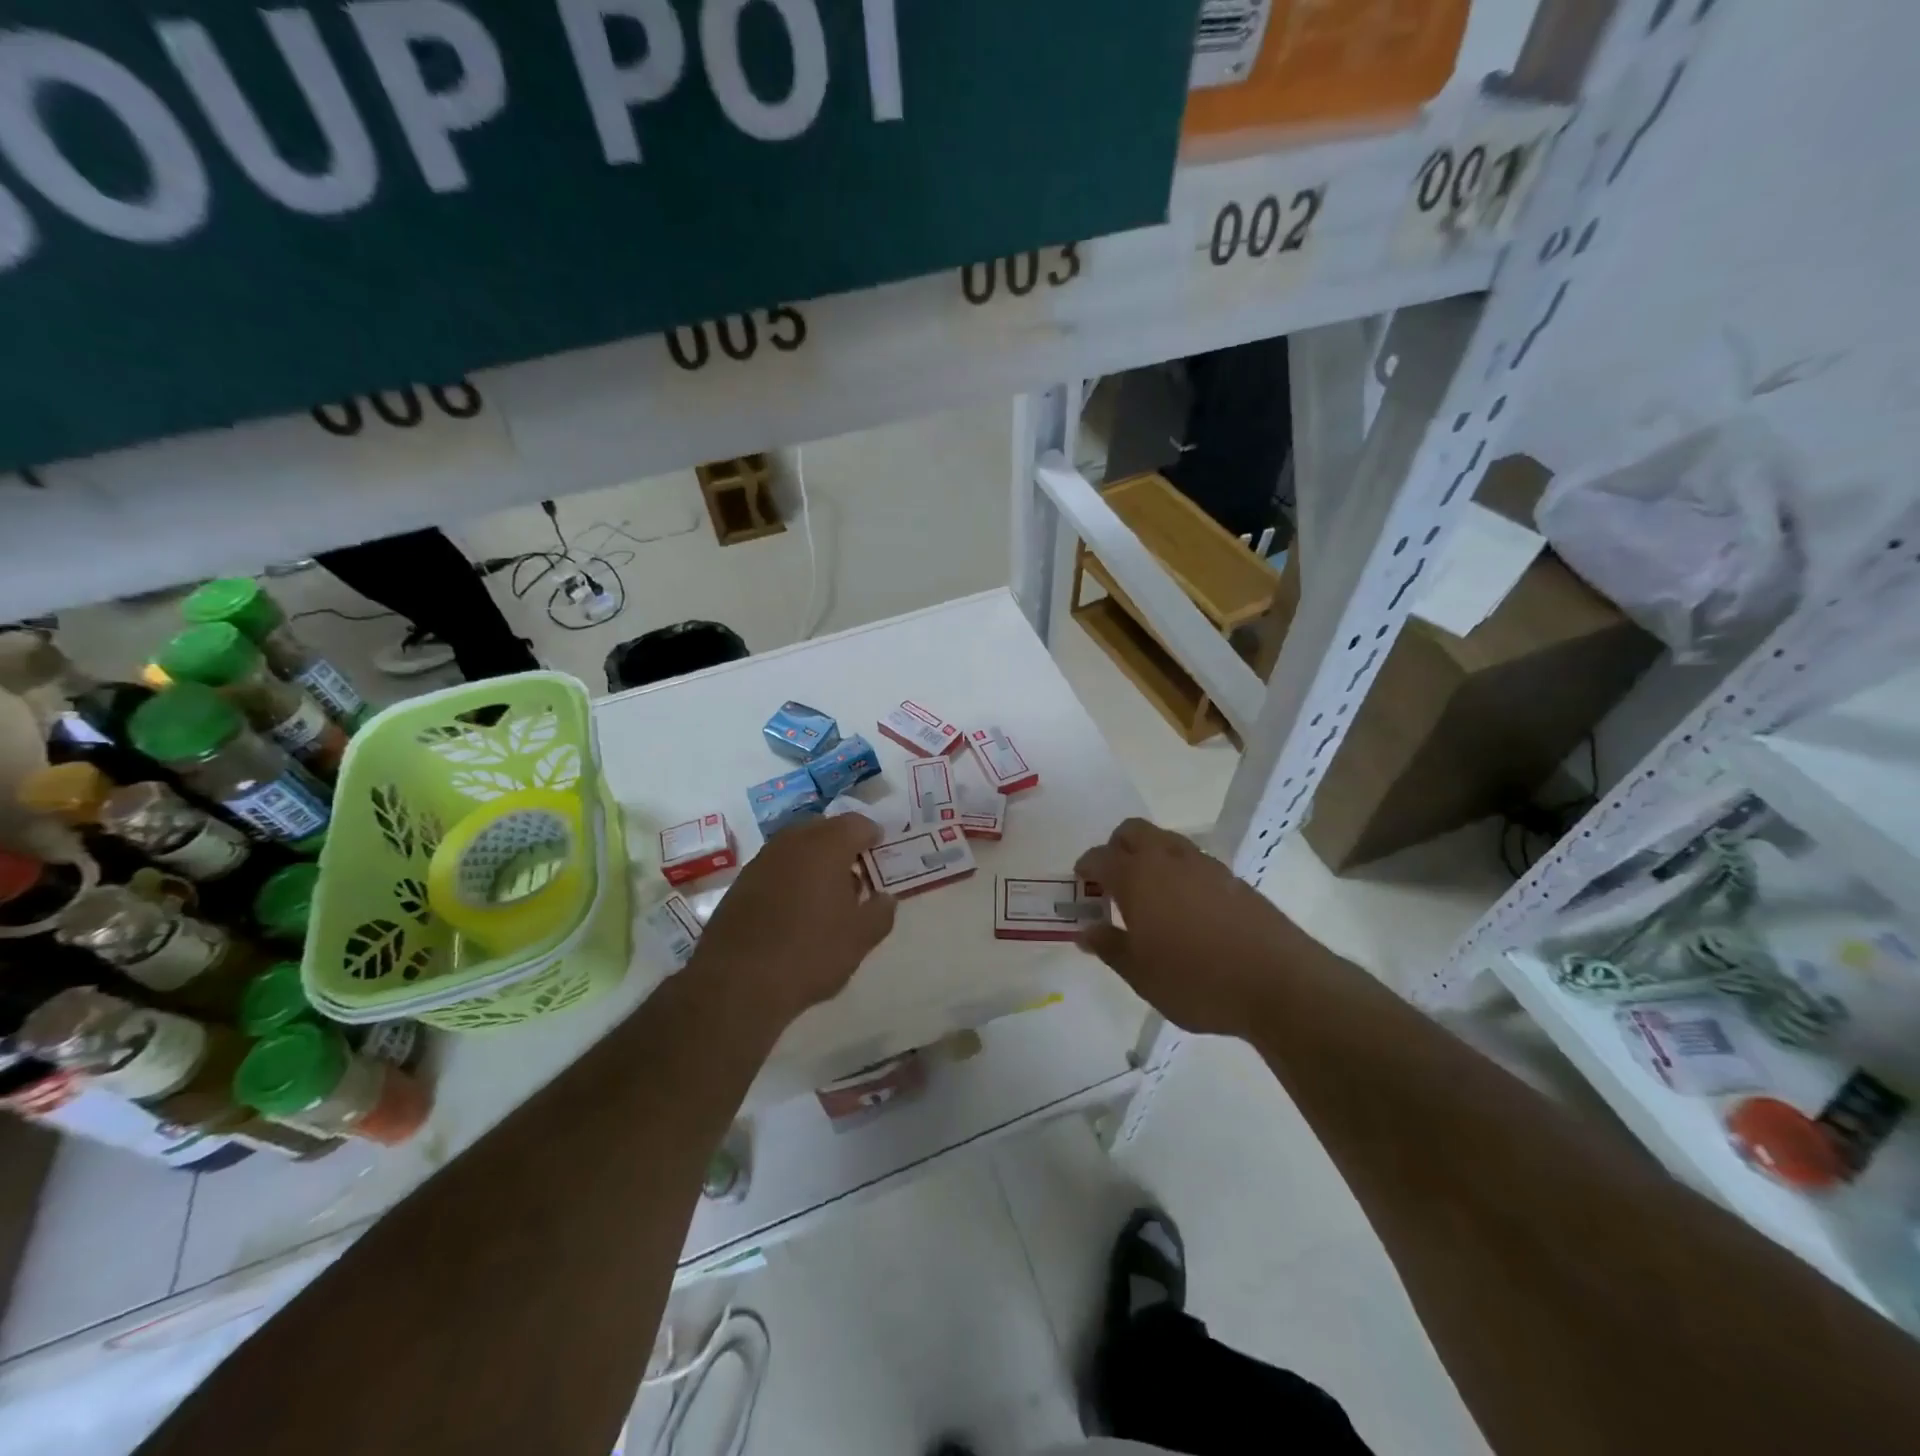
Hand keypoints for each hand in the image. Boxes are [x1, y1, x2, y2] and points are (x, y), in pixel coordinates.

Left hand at [691, 814, 897, 1028]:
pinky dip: (791, 876)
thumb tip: (885, 899)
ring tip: (828, 894)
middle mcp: (791, 843)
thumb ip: (880, 913)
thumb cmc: (809, 953)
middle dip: (842, 844)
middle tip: (856, 871)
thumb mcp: (860, 938)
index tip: (879, 849)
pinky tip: (796, 909)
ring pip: (796, 847)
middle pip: (823, 829)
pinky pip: (775, 867)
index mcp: (826, 846)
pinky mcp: (740, 884)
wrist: (736, 983)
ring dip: (815, 860)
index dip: (872, 834)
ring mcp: (761, 861)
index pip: (856, 824)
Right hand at [1074, 818, 1324, 1035]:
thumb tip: (1086, 931)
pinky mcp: (1233, 878)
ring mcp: (1205, 865)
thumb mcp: (1141, 974)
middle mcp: (1168, 859)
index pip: (1100, 857)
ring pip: (1166, 841)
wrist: (1279, 983)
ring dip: (1150, 856)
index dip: (1086, 868)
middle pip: (1133, 831)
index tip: (1082, 884)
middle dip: (1117, 847)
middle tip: (1113, 881)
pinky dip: (1179, 871)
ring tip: (1150, 895)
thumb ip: (1110, 947)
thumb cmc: (1196, 981)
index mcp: (1137, 877)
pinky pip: (1194, 861)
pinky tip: (1186, 908)